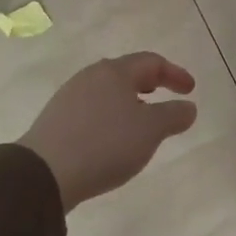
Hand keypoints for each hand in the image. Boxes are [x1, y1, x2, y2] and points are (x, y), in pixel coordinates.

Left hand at [18, 52, 197, 210]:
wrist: (44, 173)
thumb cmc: (106, 143)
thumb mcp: (151, 130)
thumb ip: (174, 115)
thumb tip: (188, 107)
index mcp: (115, 72)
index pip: (152, 62)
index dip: (175, 74)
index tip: (191, 90)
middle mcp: (91, 77)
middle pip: (127, 73)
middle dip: (151, 84)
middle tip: (166, 97)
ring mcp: (69, 97)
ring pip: (108, 91)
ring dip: (130, 101)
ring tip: (141, 122)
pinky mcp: (56, 119)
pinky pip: (92, 109)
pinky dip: (111, 116)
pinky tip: (113, 138)